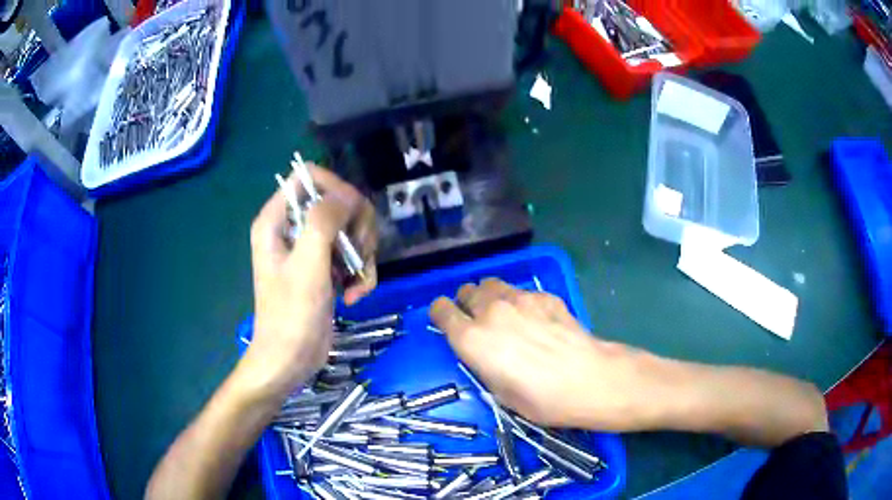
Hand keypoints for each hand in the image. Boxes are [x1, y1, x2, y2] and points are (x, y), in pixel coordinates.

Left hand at [243, 165, 377, 398]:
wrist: (290, 360)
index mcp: (277, 219)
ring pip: (352, 230)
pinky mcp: (326, 270)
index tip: (353, 215)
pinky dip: (361, 275)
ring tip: (355, 284)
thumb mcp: (307, 264)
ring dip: (362, 256)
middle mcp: (294, 229)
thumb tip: (348, 194)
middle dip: (356, 228)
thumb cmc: (290, 314)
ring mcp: (311, 250)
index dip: (336, 188)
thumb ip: (323, 221)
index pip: (309, 176)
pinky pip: (354, 257)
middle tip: (357, 255)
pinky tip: (354, 296)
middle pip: (338, 202)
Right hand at [430, 278, 647, 430]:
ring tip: (503, 313)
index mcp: (471, 339)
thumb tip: (483, 350)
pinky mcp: (543, 295)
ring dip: (490, 296)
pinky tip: (537, 319)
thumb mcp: (498, 391)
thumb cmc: (539, 399)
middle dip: (466, 304)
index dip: (441, 314)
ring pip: (491, 284)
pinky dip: (520, 301)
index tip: (447, 321)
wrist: (587, 379)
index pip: (441, 310)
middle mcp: (490, 311)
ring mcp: (519, 298)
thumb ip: (482, 362)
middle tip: (478, 320)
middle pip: (465, 291)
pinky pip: (521, 291)